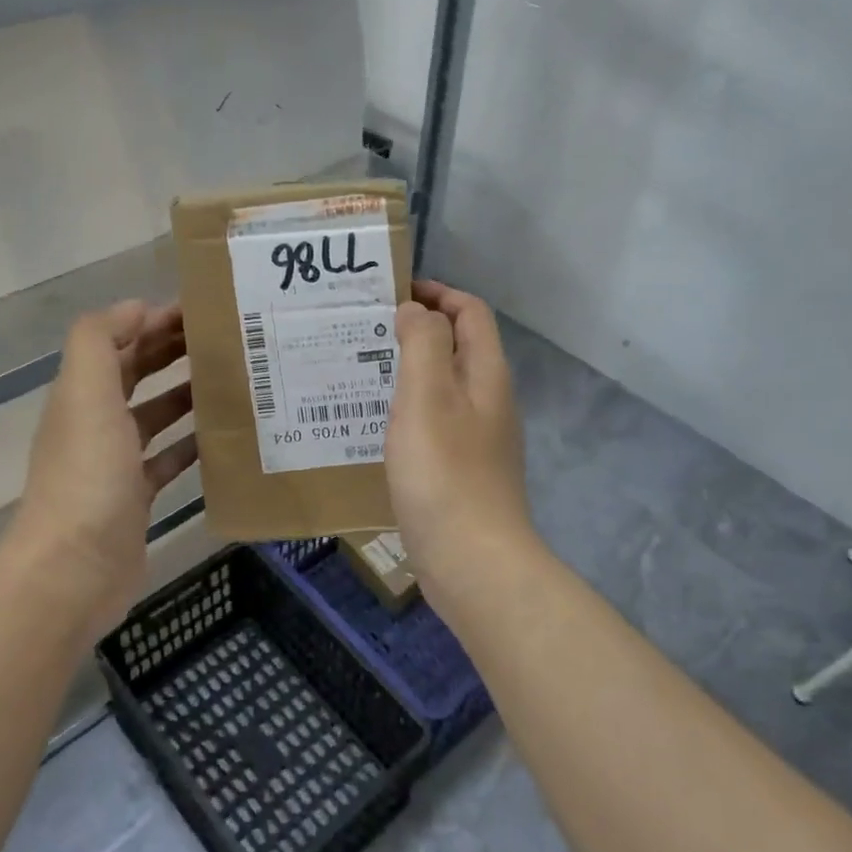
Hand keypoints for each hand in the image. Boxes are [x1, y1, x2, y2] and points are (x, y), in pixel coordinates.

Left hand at [2, 301, 196, 641]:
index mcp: (82, 394)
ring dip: (185, 395)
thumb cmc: (87, 475)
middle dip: (172, 351)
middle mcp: (95, 424)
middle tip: (224, 339)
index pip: (118, 342)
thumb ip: (100, 340)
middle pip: (135, 375)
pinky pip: (167, 461)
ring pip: (154, 416)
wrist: (74, 569)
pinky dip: (190, 446)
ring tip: (230, 381)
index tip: (201, 309)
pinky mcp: (136, 499)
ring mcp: (115, 464)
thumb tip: (136, 308)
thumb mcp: (86, 394)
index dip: (153, 321)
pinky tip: (222, 439)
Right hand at [386, 281, 534, 592]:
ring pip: (443, 387)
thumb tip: (416, 310)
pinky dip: (408, 411)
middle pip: (458, 348)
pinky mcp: (462, 471)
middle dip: (417, 330)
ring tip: (363, 373)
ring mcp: (478, 439)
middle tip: (366, 331)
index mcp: (486, 374)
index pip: (470, 312)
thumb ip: (422, 343)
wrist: (471, 560)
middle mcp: (489, 401)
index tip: (392, 292)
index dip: (437, 294)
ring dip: (409, 372)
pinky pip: (434, 424)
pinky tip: (377, 426)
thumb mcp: (427, 395)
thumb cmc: (444, 472)